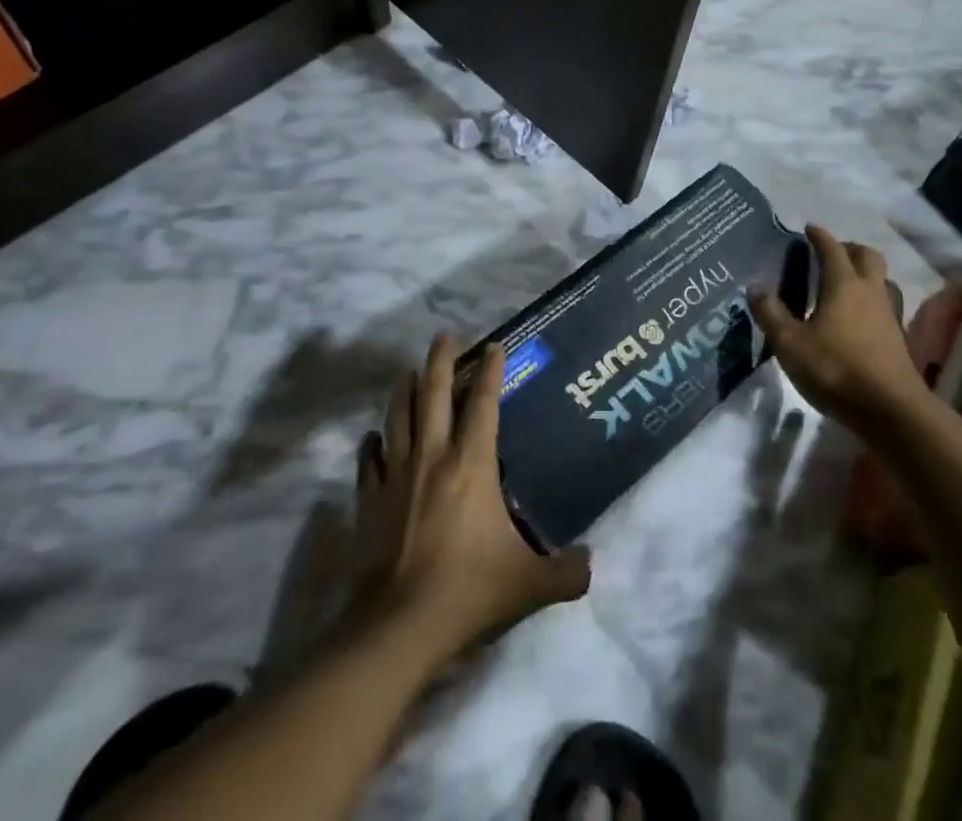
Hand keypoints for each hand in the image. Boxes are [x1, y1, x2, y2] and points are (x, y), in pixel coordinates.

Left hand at [353, 334, 590, 662]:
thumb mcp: (530, 584)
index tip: (494, 345)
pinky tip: (374, 438)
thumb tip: (591, 564)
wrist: (399, 626)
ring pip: (398, 416)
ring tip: (410, 372)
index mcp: (471, 463)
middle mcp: (432, 456)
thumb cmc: (468, 589)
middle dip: (441, 359)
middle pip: (434, 393)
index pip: (484, 403)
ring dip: (405, 390)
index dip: (491, 370)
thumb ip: (567, 572)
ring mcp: (397, 475)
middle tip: (444, 335)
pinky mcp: (370, 500)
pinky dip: (373, 444)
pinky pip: (370, 461)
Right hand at [750, 226, 961, 437]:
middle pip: (867, 256)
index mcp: (843, 284)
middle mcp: (870, 291)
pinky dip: (872, 301)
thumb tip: (756, 287)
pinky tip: (859, 317)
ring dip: (865, 274)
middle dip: (848, 248)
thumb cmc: (836, 369)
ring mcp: (889, 314)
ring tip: (846, 284)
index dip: (819, 236)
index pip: (831, 248)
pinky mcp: (898, 338)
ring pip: (881, 280)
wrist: (891, 410)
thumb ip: (770, 313)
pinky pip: (886, 305)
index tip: (808, 228)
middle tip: (829, 254)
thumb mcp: (789, 343)